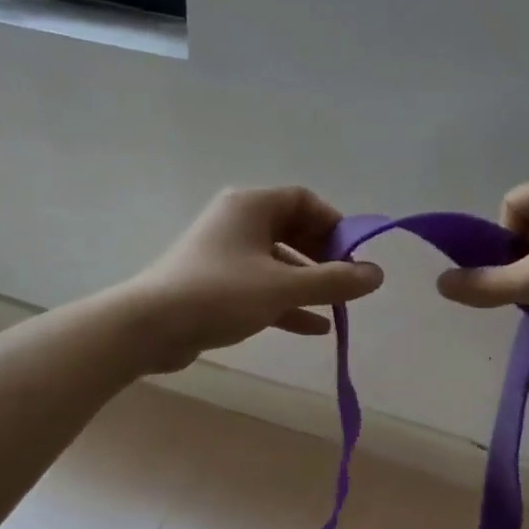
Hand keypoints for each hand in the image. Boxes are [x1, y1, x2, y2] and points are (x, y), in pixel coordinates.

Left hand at [121, 186, 383, 371]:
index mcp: (251, 206)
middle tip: (346, 284)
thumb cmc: (220, 294)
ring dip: (308, 283)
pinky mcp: (217, 286)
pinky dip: (287, 303)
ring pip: (279, 262)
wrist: (151, 327)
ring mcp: (226, 255)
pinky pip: (262, 287)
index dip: (335, 225)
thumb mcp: (283, 287)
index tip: (353, 256)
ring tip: (336, 308)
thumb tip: (377, 274)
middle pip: (293, 230)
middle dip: (324, 257)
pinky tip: (315, 328)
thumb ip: (333, 281)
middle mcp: (238, 223)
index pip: (304, 200)